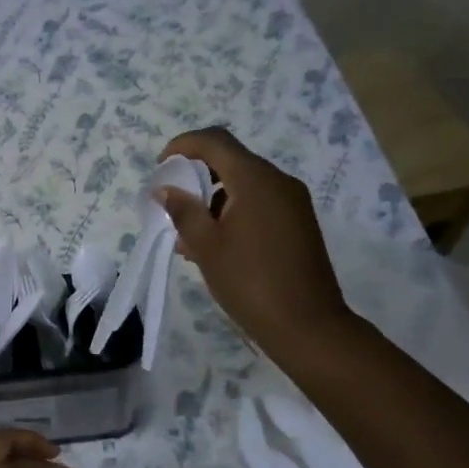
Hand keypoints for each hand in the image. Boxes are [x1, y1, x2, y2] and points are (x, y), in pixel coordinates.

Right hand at [154, 126, 349, 354]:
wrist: (307, 326)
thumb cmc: (249, 282)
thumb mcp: (206, 245)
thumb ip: (182, 210)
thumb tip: (165, 188)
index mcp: (256, 180)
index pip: (215, 141)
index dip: (183, 146)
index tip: (160, 168)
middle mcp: (278, 182)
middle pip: (230, 161)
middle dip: (196, 177)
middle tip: (171, 205)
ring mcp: (292, 203)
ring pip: (244, 185)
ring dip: (212, 199)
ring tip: (189, 236)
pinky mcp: (298, 223)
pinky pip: (259, 203)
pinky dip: (232, 212)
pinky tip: (215, 245)